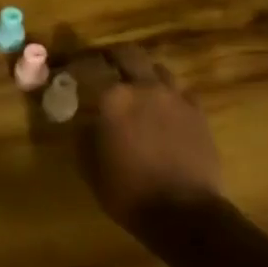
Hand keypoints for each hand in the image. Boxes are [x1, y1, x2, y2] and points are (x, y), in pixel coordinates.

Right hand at [81, 45, 222, 224]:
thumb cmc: (128, 192)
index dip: (77, 67)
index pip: (90, 69)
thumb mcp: (91, 167)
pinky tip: (163, 108)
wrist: (184, 212)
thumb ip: (85, 136)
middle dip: (113, 56)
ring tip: (136, 85)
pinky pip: (180, 91)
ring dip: (143, 72)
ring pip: (157, 69)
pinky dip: (167, 93)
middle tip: (104, 64)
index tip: (69, 71)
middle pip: (129, 54)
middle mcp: (145, 88)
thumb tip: (84, 120)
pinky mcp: (198, 112)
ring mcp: (176, 97)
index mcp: (114, 98)